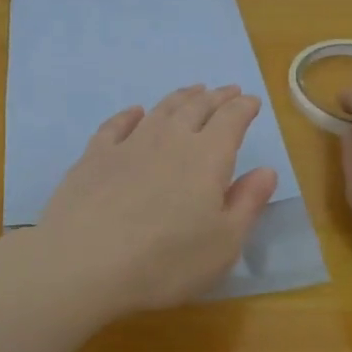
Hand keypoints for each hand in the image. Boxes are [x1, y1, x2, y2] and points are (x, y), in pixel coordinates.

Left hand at [32, 84, 278, 318]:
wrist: (84, 262)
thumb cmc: (165, 261)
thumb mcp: (223, 244)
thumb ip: (247, 203)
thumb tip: (267, 170)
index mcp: (207, 158)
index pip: (231, 121)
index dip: (243, 108)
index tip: (251, 100)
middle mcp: (170, 140)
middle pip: (196, 108)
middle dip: (216, 97)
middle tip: (226, 90)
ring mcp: (128, 144)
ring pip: (160, 110)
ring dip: (180, 97)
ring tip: (192, 91)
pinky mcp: (94, 156)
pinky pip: (116, 124)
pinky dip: (130, 114)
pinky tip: (135, 112)